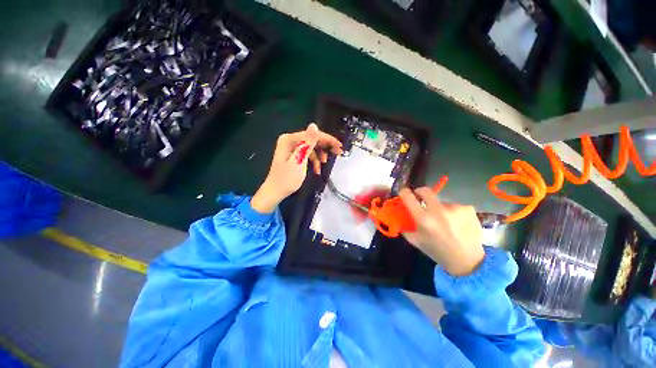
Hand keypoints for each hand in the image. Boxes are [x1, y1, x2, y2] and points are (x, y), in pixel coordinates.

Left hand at [251, 123, 341, 213]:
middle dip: (325, 146)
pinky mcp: (293, 155)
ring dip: (320, 155)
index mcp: (289, 139)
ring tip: (325, 163)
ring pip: (311, 147)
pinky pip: (307, 153)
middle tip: (338, 153)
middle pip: (312, 139)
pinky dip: (314, 160)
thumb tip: (314, 125)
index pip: (312, 134)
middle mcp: (290, 140)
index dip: (327, 139)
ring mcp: (291, 147)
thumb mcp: (299, 161)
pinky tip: (317, 169)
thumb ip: (307, 144)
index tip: (339, 146)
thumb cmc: (286, 179)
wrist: (275, 192)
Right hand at [399, 187, 484, 275]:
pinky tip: (457, 223)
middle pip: (425, 191)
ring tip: (445, 221)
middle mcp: (439, 210)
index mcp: (424, 219)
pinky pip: (454, 206)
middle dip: (420, 192)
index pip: (409, 197)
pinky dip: (453, 212)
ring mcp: (455, 208)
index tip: (404, 192)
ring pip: (441, 202)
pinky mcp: (468, 209)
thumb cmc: (438, 251)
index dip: (404, 192)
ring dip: (439, 208)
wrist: (468, 261)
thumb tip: (400, 215)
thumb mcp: (416, 241)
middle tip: (421, 198)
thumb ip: (405, 227)